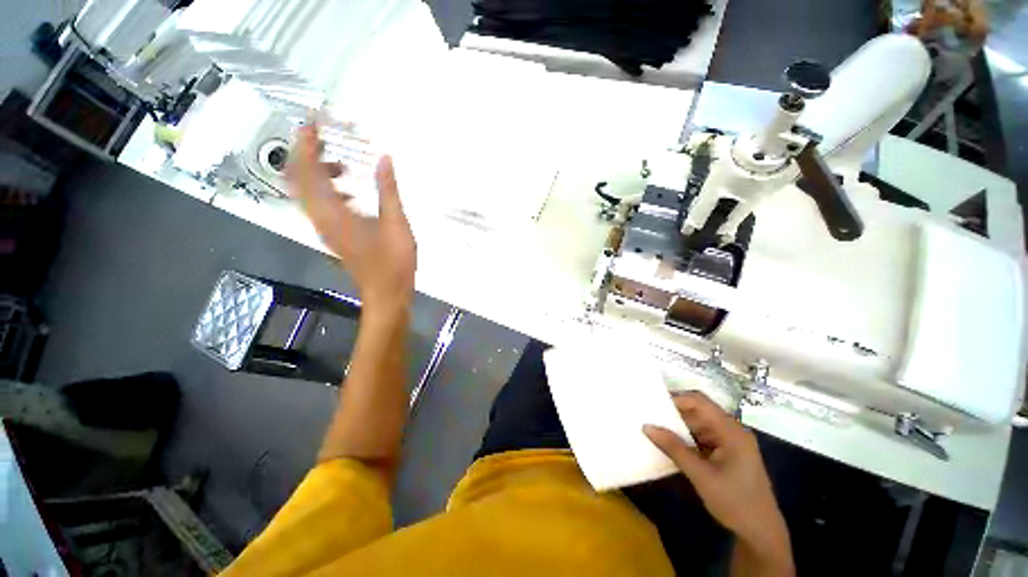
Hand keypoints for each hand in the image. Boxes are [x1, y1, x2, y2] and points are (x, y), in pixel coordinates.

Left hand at [288, 122, 416, 314]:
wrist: (387, 293)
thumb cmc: (393, 261)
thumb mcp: (396, 223)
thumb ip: (388, 190)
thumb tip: (385, 158)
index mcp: (333, 213)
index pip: (308, 171)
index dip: (306, 145)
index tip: (312, 123)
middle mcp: (320, 219)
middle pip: (298, 179)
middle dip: (305, 154)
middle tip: (322, 136)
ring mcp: (325, 228)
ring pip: (307, 192)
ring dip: (317, 172)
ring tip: (341, 161)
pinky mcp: (334, 235)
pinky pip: (319, 205)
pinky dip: (327, 189)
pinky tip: (350, 190)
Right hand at [644, 392, 790, 567]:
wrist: (761, 533)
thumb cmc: (735, 502)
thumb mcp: (701, 475)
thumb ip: (673, 448)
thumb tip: (646, 426)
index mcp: (731, 430)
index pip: (699, 401)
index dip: (675, 398)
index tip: (652, 402)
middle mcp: (731, 430)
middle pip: (698, 411)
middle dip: (673, 412)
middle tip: (648, 413)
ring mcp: (729, 441)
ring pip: (697, 424)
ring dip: (677, 426)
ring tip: (653, 426)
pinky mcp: (725, 452)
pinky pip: (701, 437)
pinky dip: (685, 438)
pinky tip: (668, 442)